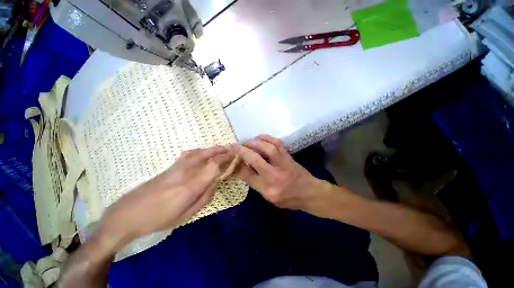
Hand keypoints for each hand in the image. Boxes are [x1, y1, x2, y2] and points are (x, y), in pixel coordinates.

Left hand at [95, 146, 234, 253]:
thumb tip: (214, 183)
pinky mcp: (170, 167)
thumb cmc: (159, 219)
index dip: (225, 158)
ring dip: (210, 149)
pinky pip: (188, 154)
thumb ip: (204, 197)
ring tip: (220, 148)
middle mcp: (185, 173)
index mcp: (191, 186)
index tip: (234, 155)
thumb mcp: (186, 215)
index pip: (213, 166)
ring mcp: (176, 168)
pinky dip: (198, 150)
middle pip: (206, 155)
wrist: (128, 214)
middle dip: (220, 151)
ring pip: (197, 152)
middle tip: (229, 149)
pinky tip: (202, 152)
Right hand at [234, 135, 326, 211]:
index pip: (247, 176)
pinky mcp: (289, 157)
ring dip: (254, 143)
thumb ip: (256, 184)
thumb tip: (243, 169)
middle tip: (234, 146)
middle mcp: (274, 176)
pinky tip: (259, 138)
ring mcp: (283, 164)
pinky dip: (267, 138)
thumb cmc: (289, 199)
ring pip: (267, 149)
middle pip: (255, 160)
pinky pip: (277, 144)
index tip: (231, 158)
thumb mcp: (270, 198)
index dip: (237, 165)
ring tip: (247, 142)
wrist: (310, 193)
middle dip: (242, 151)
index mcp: (268, 189)